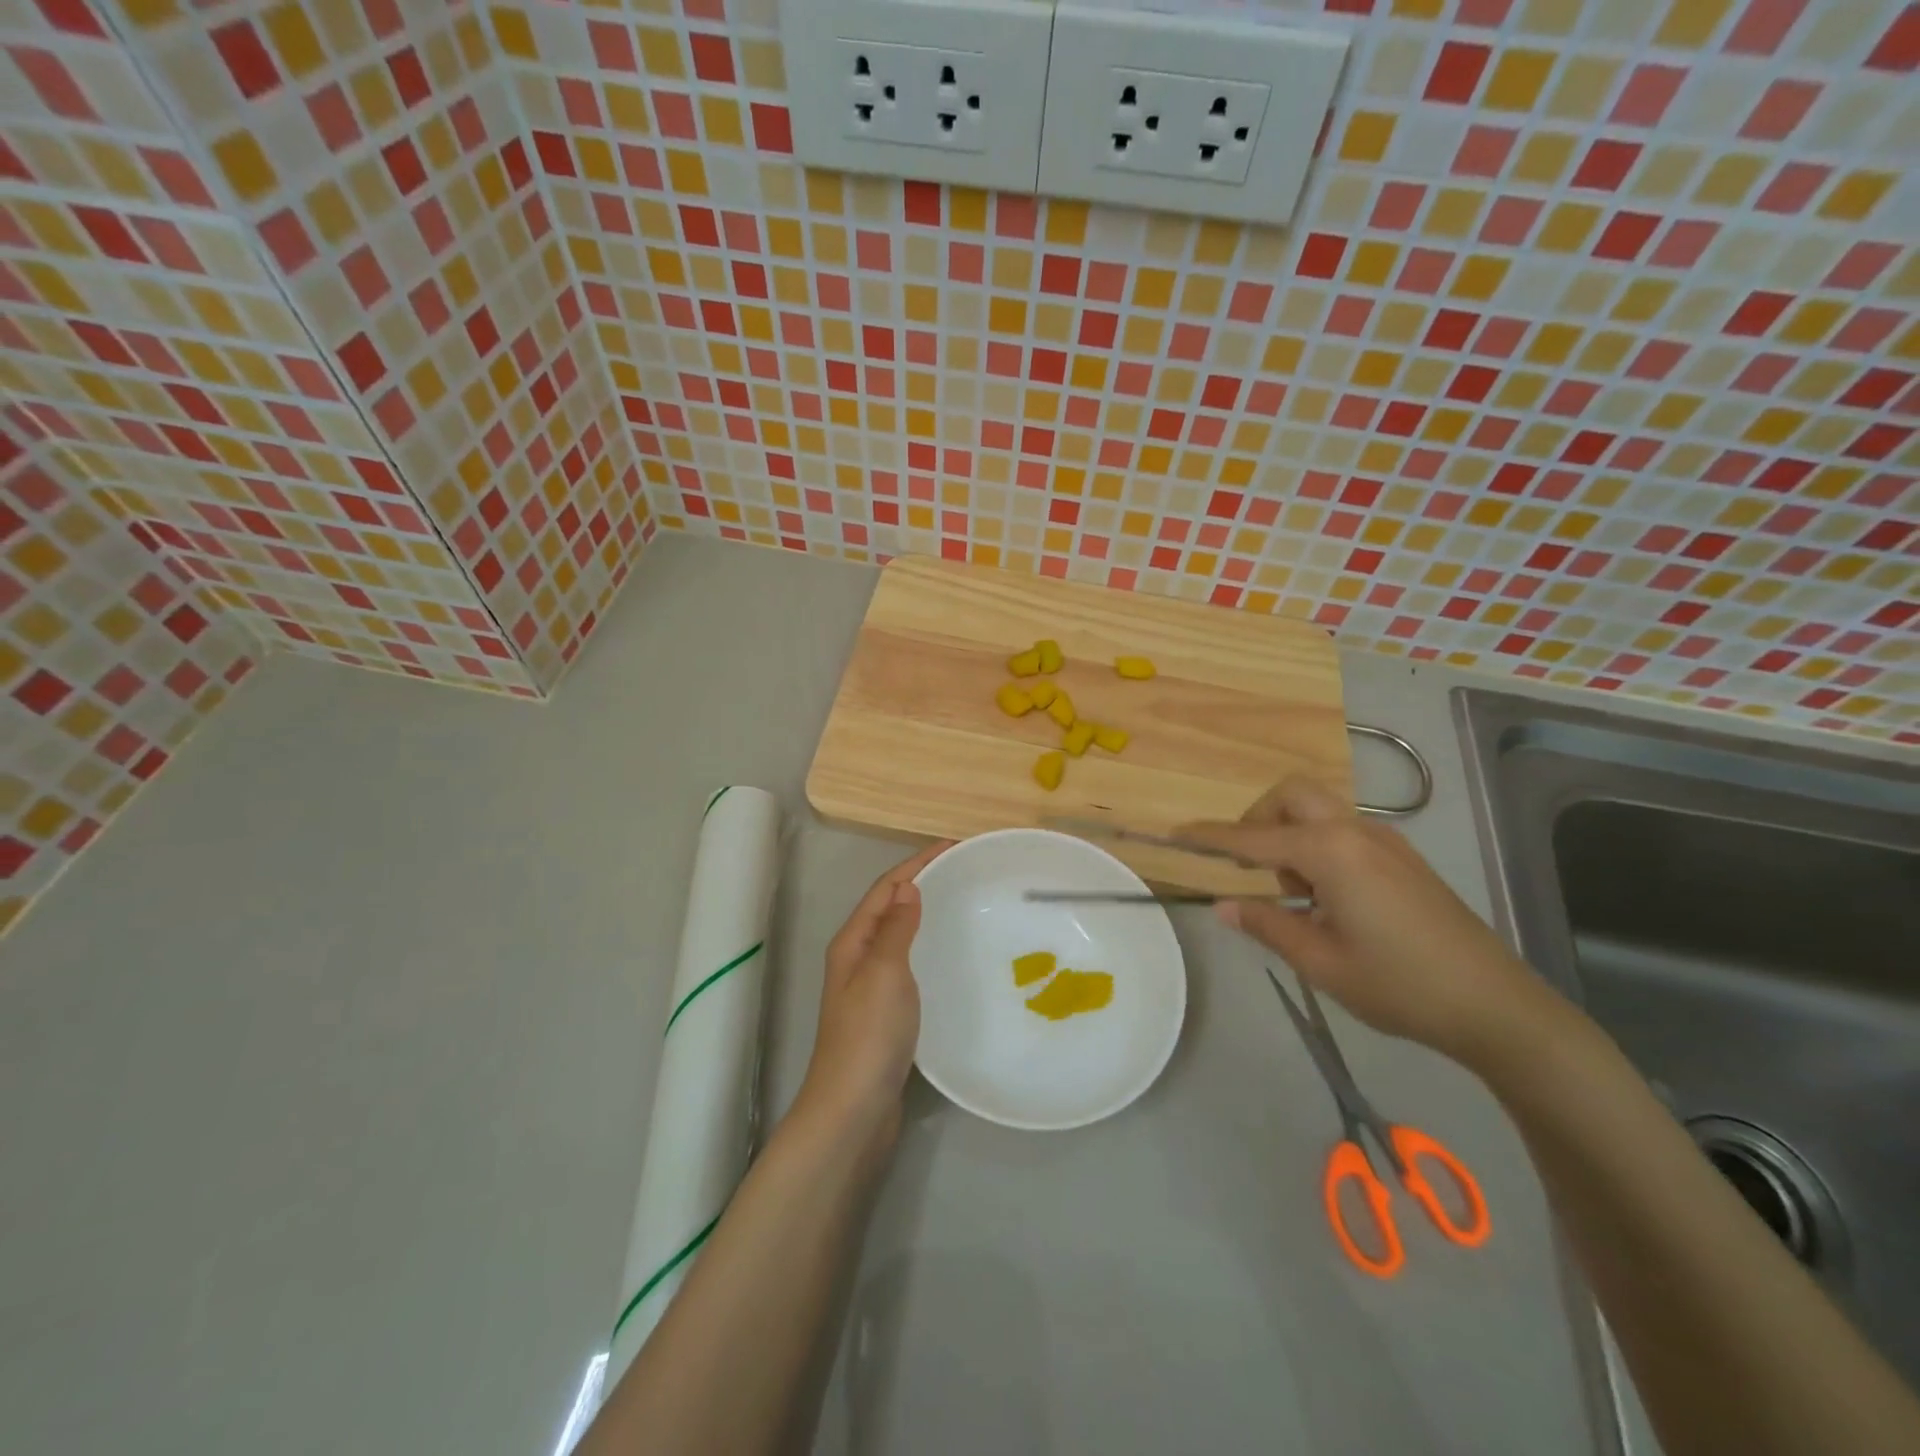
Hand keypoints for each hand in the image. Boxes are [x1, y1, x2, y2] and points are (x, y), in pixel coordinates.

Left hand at [798, 840, 951, 1134]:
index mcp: (853, 942)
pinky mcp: (886, 1012)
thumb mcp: (883, 972)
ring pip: (900, 935)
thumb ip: (895, 928)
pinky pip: (909, 963)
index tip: (954, 846)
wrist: (854, 1109)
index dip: (917, 863)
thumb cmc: (869, 1035)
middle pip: (891, 907)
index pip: (886, 888)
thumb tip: (908, 886)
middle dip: (923, 883)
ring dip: (926, 914)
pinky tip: (951, 956)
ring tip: (963, 904)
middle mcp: (858, 958)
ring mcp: (870, 987)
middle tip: (965, 871)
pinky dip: (928, 947)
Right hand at [1179, 778, 1547, 1061]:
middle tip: (1252, 867)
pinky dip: (1318, 847)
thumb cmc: (1400, 985)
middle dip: (1259, 820)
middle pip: (1292, 796)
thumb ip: (1267, 925)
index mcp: (1330, 853)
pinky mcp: (1403, 858)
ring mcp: (1385, 841)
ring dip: (1291, 836)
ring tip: (1297, 896)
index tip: (1176, 834)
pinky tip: (1329, 899)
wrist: (1496, 1005)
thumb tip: (1224, 905)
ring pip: (1319, 811)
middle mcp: (1355, 832)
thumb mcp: (1321, 962)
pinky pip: (1343, 830)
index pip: (1252, 839)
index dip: (1210, 837)